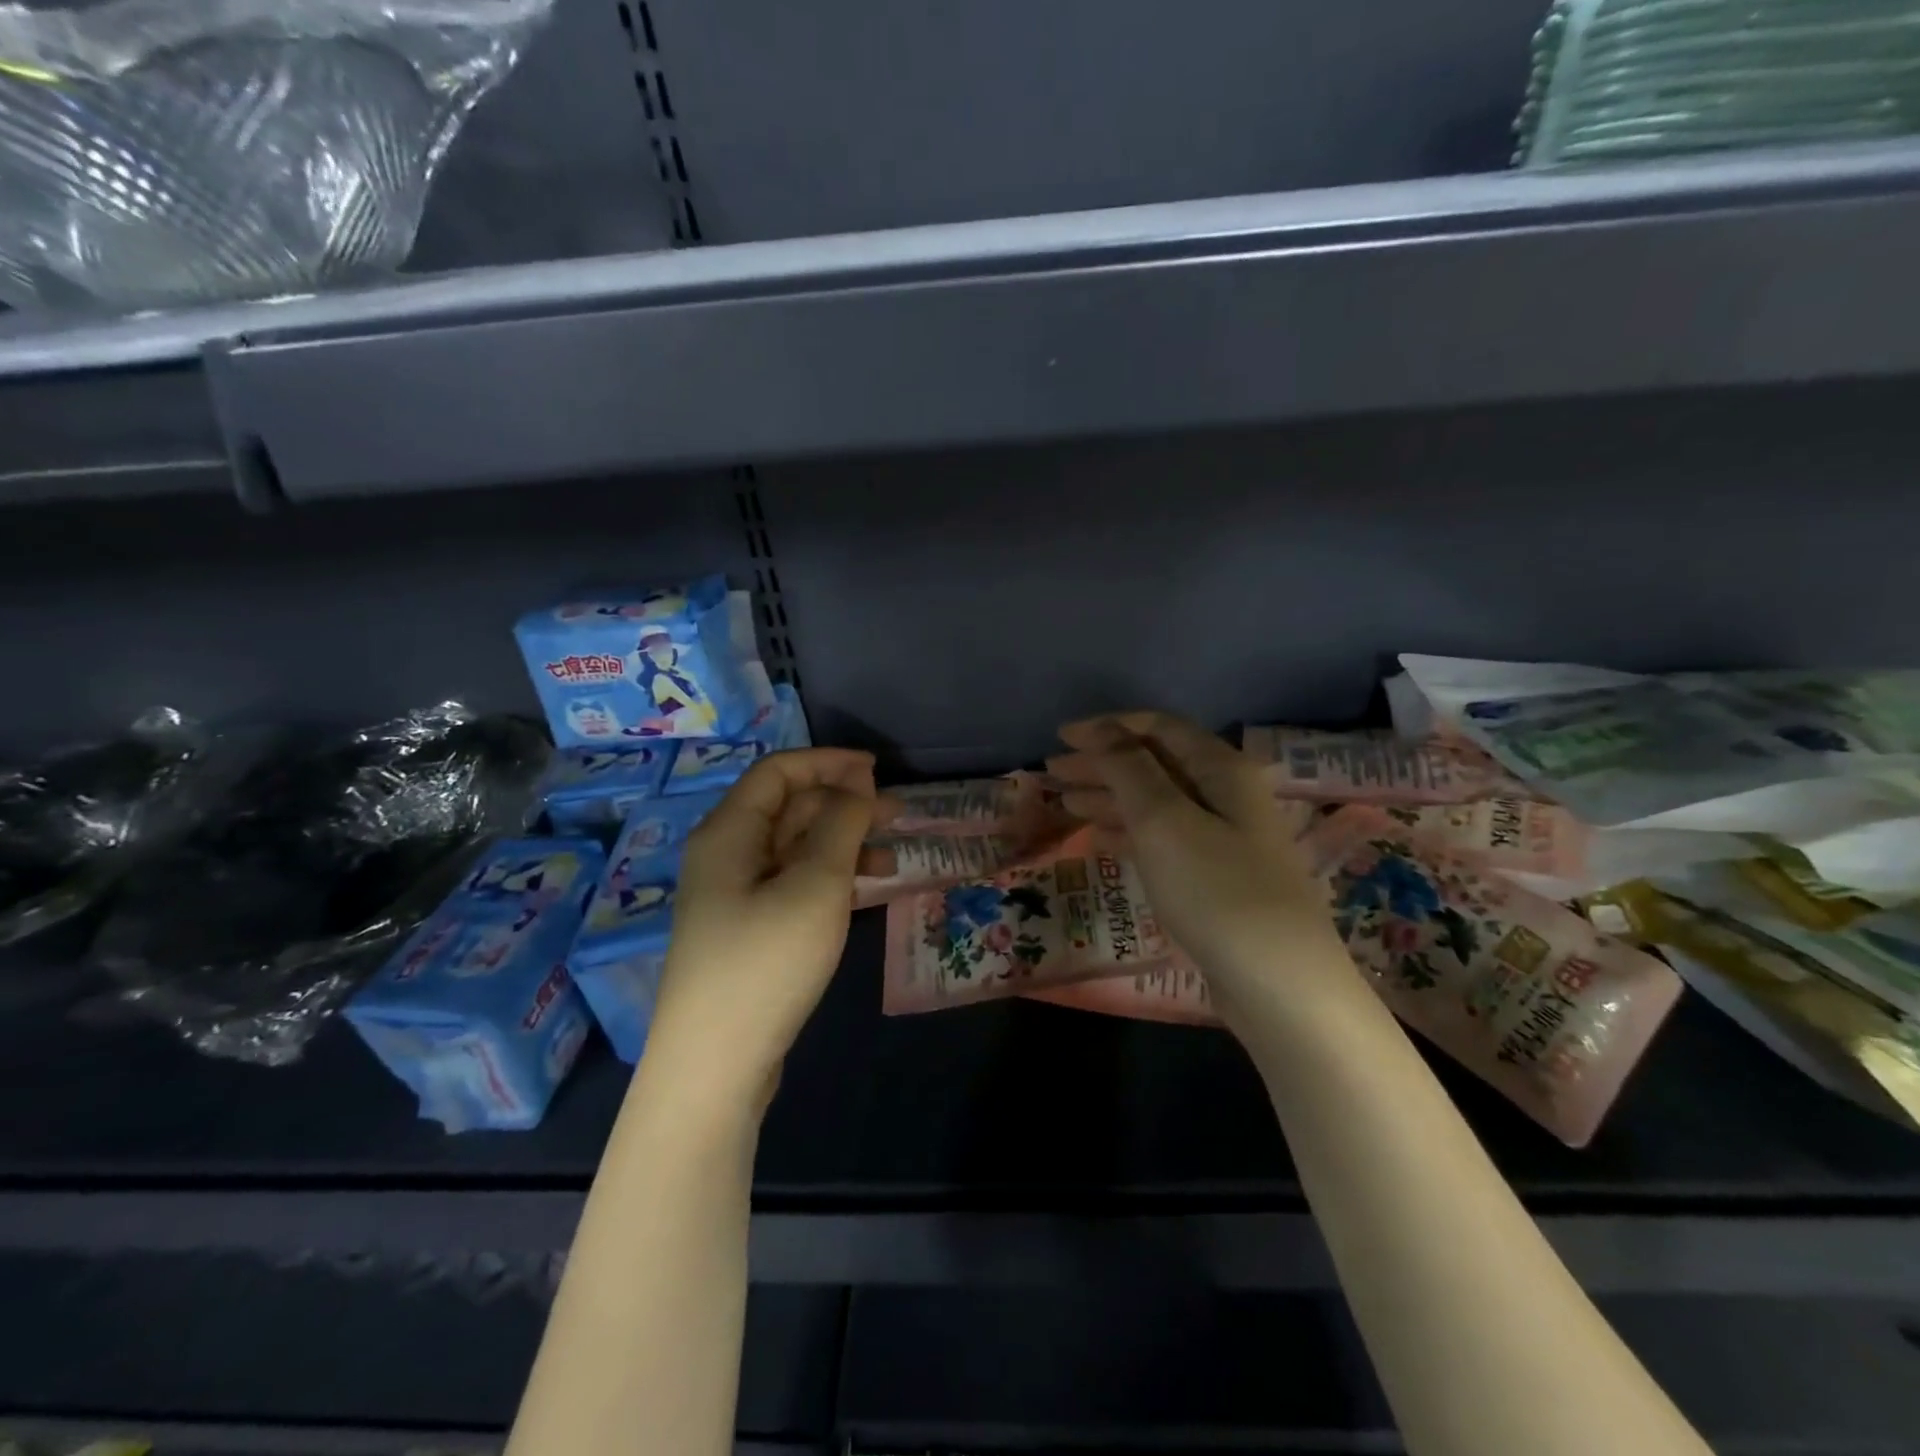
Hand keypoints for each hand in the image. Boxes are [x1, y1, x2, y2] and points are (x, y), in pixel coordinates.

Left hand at [644, 748, 880, 1117]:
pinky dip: (830, 878)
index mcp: (729, 832)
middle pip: (788, 808)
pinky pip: (793, 883)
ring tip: (893, 858)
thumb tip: (857, 781)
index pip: (779, 772)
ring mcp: (735, 895)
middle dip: (843, 803)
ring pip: (795, 848)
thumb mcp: (815, 885)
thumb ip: (840, 824)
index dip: (828, 763)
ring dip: (843, 844)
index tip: (878, 770)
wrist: (715, 1066)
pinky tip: (865, 892)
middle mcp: (726, 855)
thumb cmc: (766, 963)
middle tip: (897, 813)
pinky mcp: (748, 930)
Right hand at [1049, 712, 1340, 1010]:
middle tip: (1052, 772)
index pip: (1159, 728)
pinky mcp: (1213, 876)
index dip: (1108, 727)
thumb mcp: (1164, 820)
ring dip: (1109, 797)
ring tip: (1064, 802)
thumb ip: (1129, 769)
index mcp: (1221, 769)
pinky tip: (1099, 837)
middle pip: (1154, 763)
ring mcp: (1222, 837)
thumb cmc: (1216, 890)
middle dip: (1102, 762)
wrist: (1278, 984)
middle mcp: (1225, 794)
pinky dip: (1127, 831)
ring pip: (1155, 802)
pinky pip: (1162, 838)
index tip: (1061, 737)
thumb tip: (1102, 729)